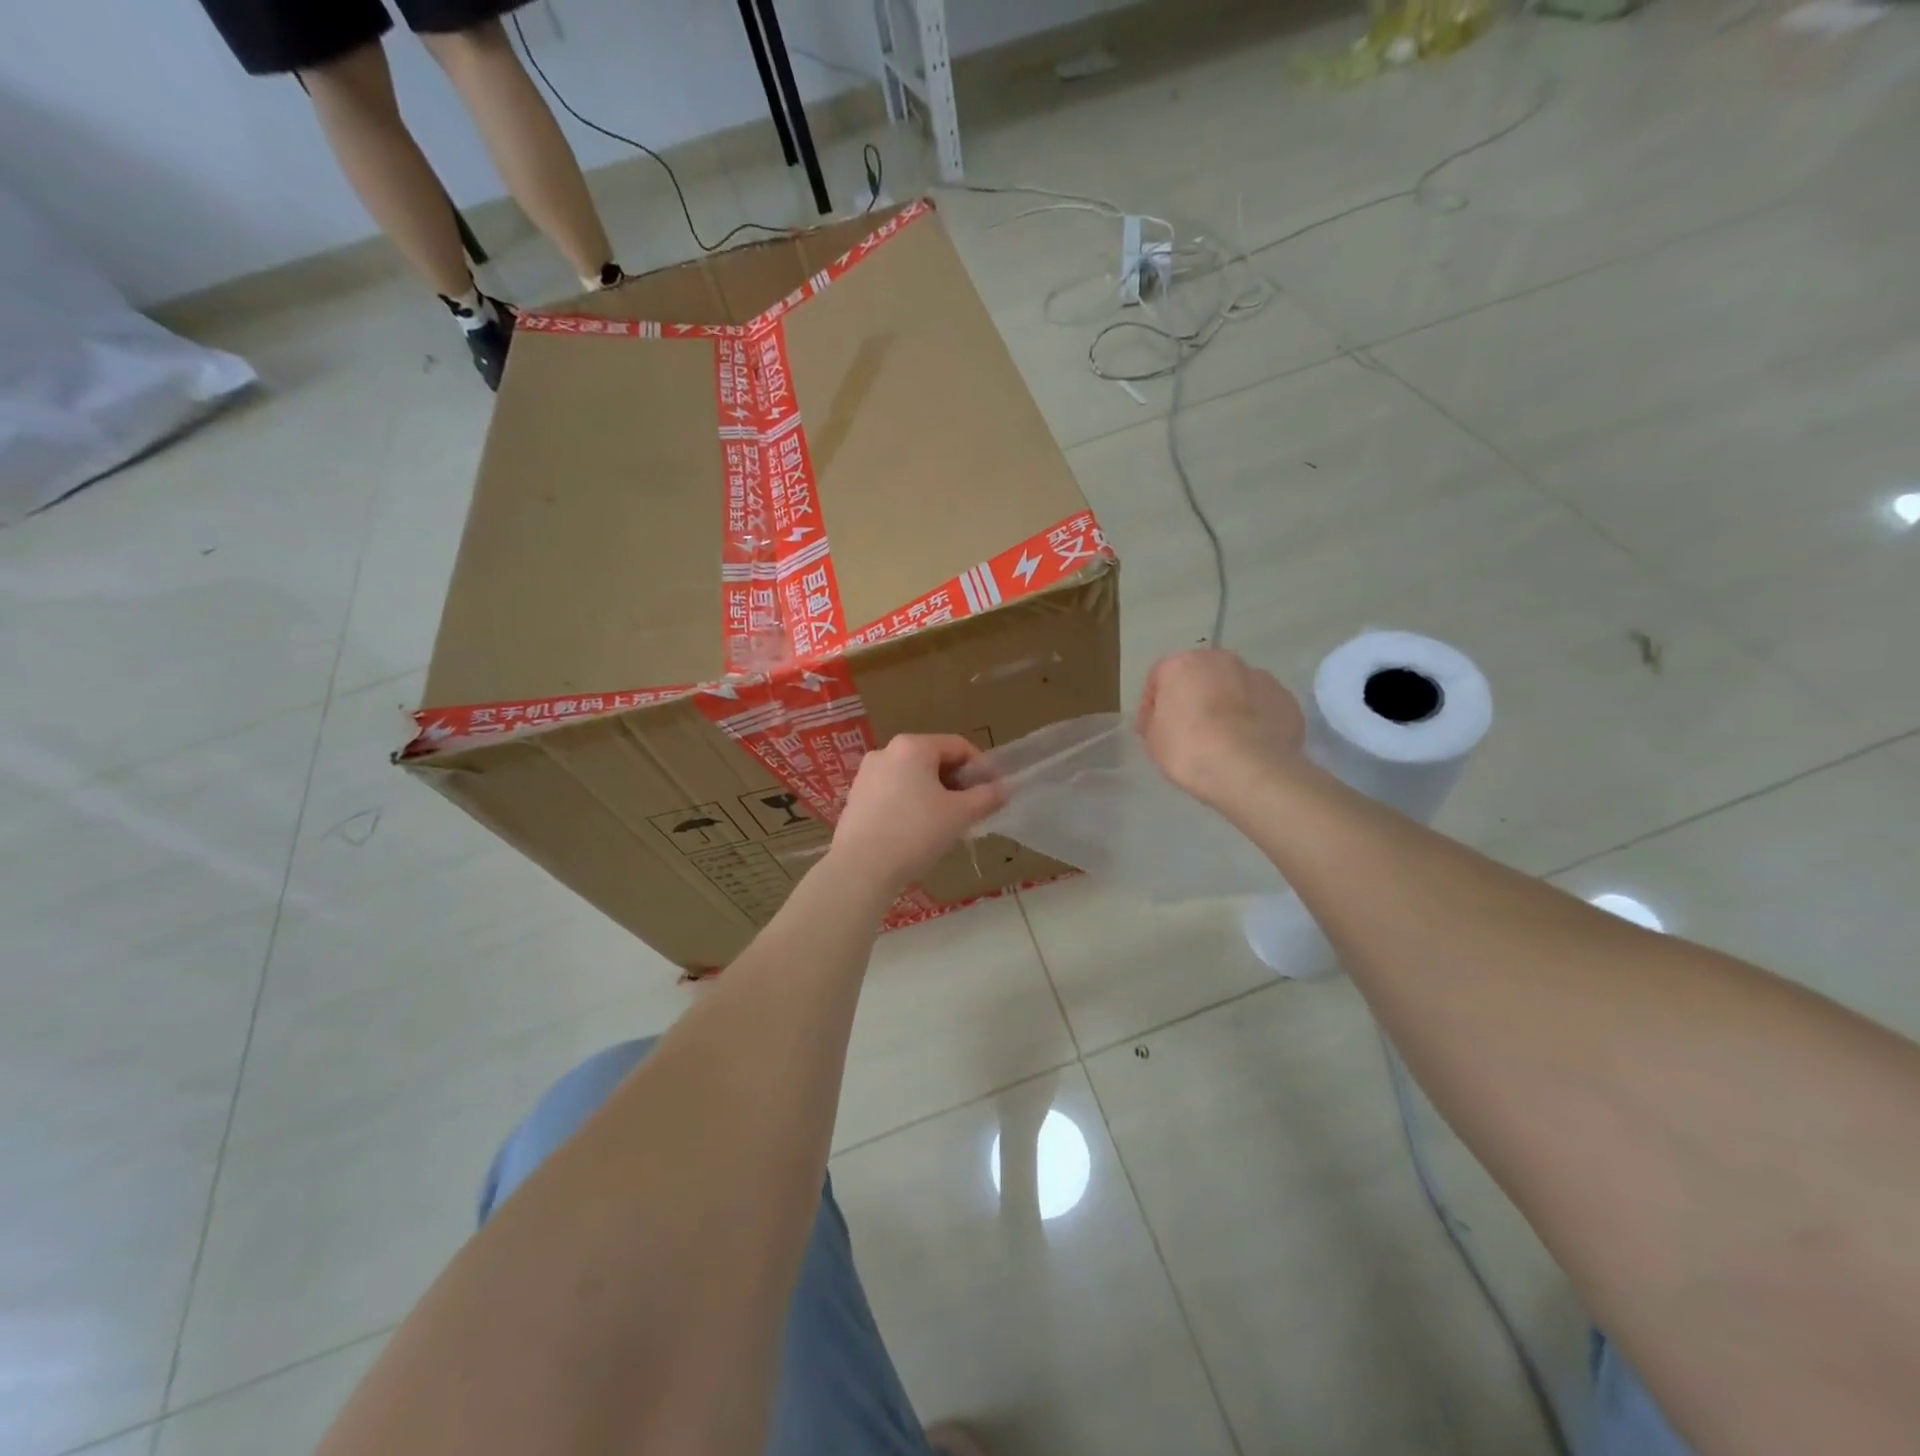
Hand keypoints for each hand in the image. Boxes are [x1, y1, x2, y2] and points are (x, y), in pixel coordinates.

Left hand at [829, 734, 1006, 892]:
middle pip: (934, 760)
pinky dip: (913, 804)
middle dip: (958, 782)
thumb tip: (1004, 788)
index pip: (959, 746)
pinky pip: (894, 792)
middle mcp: (886, 752)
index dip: (982, 767)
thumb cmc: (915, 833)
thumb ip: (987, 797)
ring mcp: (867, 774)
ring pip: (913, 777)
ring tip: (949, 822)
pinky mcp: (856, 798)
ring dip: (936, 794)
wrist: (861, 868)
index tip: (995, 792)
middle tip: (974, 809)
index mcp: (912, 746)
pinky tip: (919, 831)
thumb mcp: (960, 814)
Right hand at [1137, 648, 1306, 807]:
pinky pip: (1262, 706)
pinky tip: (1250, 745)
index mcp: (1182, 664)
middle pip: (1201, 676)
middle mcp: (1222, 660)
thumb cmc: (1189, 749)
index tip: (1152, 729)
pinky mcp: (1285, 698)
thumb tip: (1166, 719)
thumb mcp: (1153, 740)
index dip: (1153, 704)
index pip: (1159, 677)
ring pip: (1236, 688)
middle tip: (1190, 730)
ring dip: (1228, 706)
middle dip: (1195, 698)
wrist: (1248, 768)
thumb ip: (1156, 721)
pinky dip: (1255, 720)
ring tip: (1225, 740)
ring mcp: (1259, 676)